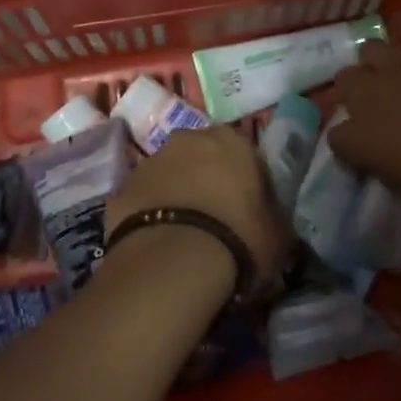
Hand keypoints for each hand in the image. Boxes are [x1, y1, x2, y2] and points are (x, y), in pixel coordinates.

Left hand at [104, 127, 291, 289]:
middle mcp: (190, 139)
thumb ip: (274, 218)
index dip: (247, 180)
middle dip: (208, 178)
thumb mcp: (278, 234)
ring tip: (184, 234)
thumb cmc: (238, 239)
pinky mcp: (123, 187)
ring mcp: (151, 160)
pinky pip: (143, 198)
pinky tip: (158, 243)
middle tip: (216, 217)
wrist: (172, 261)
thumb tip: (273, 221)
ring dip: (177, 193)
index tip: (249, 207)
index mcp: (234, 141)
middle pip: (203, 155)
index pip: (245, 152)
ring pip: (170, 173)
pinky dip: (150, 213)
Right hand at [330, 15, 400, 195]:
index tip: (363, 142)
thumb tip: (383, 154)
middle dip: (357, 88)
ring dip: (379, 60)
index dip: (349, 136)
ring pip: (370, 50)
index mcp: (357, 137)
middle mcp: (366, 94)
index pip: (336, 135)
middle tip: (380, 101)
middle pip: (345, 81)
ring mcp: (396, 62)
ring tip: (395, 68)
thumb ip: (385, 161)